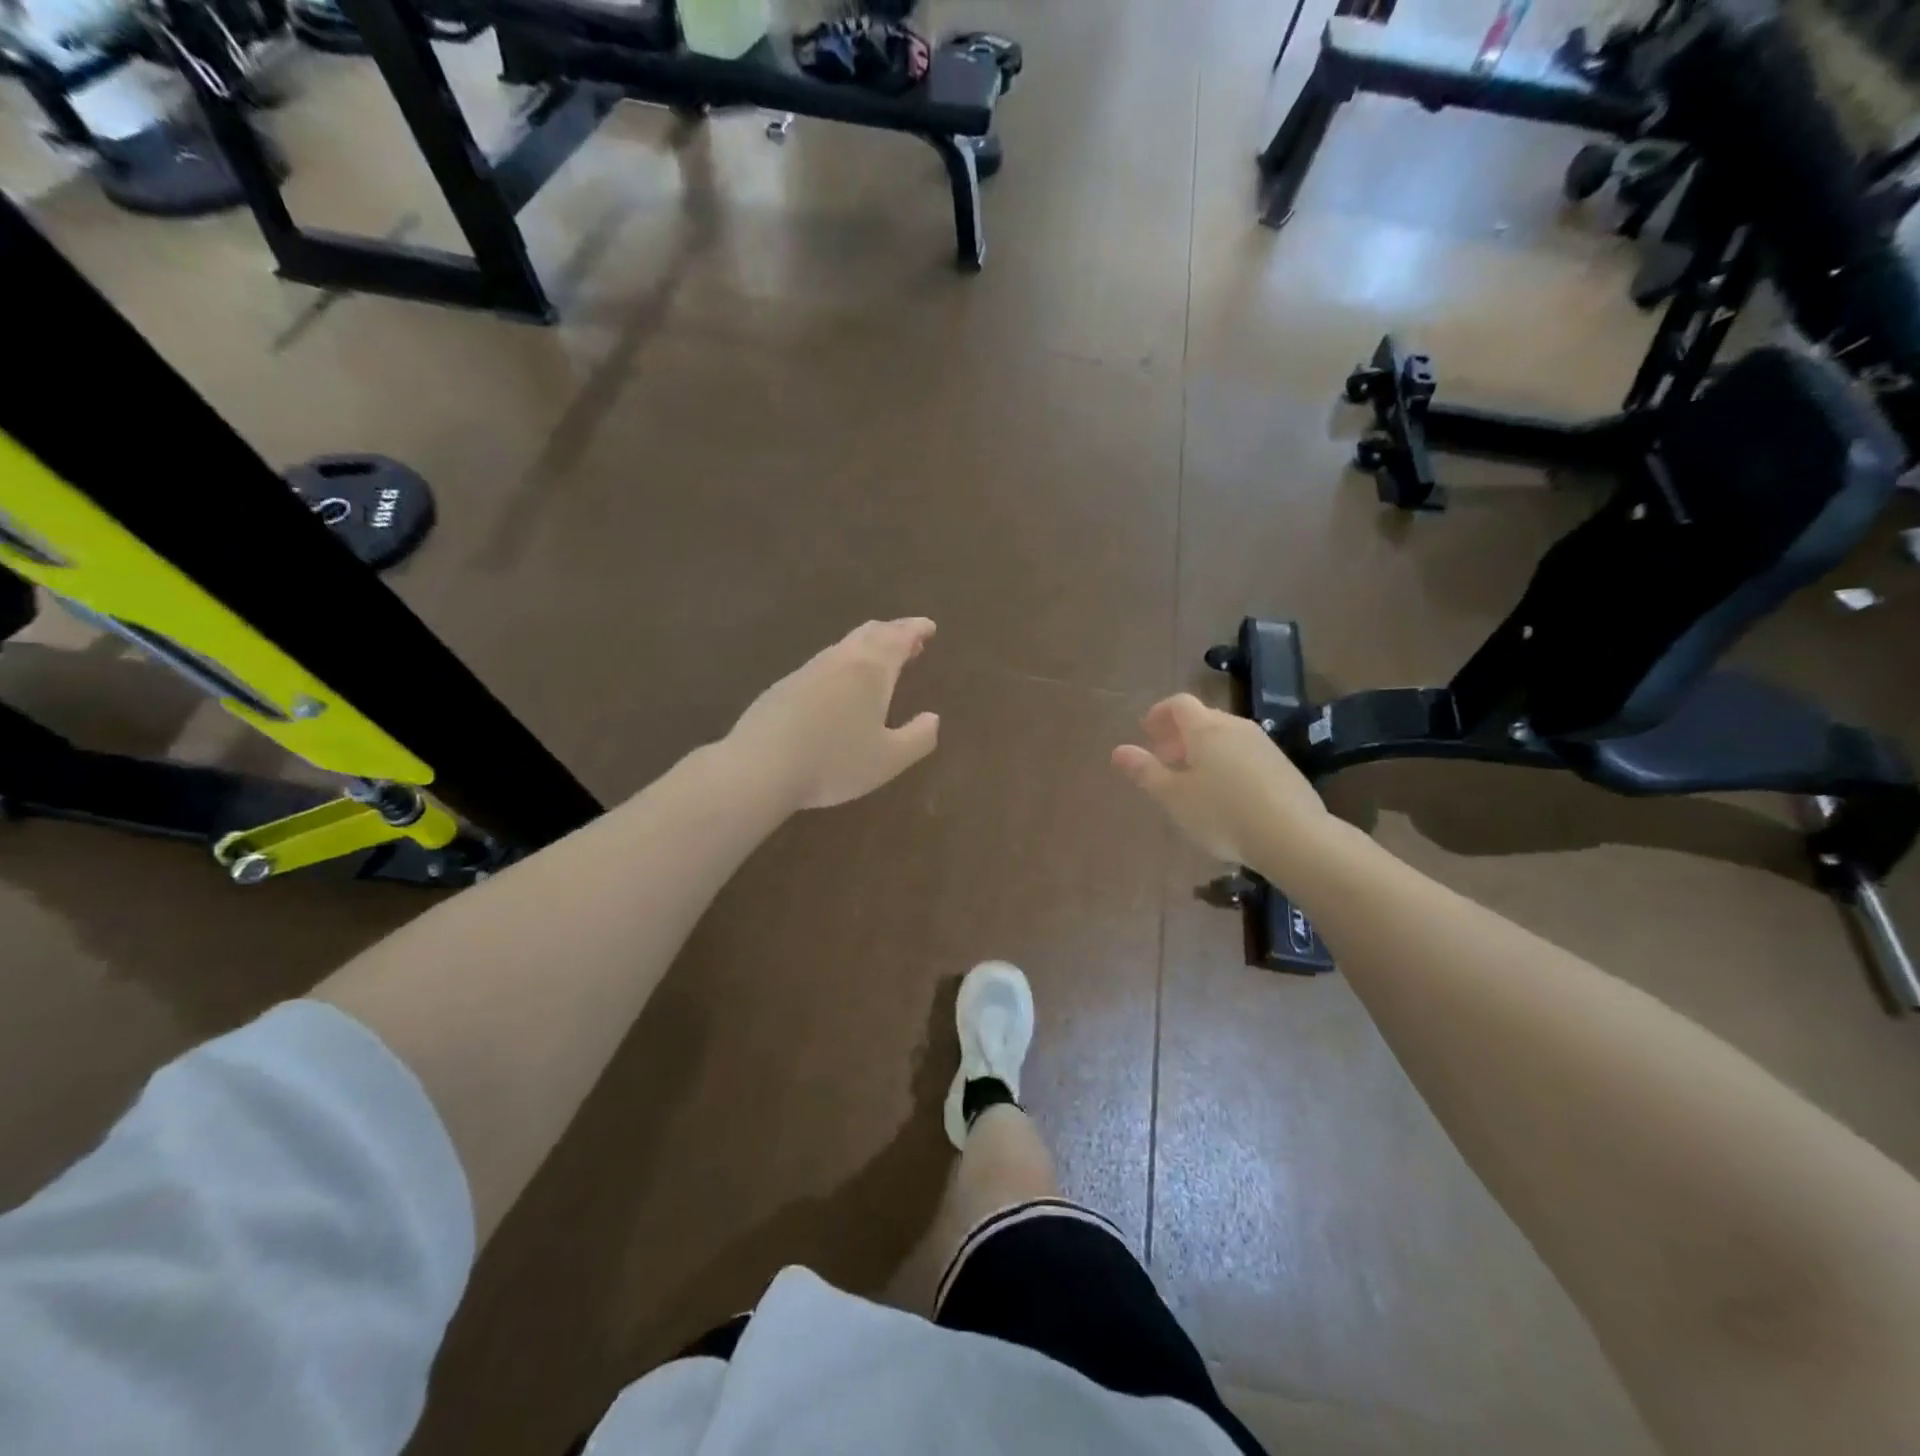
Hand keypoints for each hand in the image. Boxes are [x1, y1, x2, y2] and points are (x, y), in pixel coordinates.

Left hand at [728, 618, 939, 810]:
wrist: (760, 767)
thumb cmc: (835, 762)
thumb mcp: (889, 759)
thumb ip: (918, 738)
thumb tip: (933, 718)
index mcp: (871, 670)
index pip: (899, 638)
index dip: (916, 630)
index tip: (929, 627)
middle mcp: (840, 660)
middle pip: (870, 634)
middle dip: (893, 632)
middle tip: (908, 639)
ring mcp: (807, 671)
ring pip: (844, 647)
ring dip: (867, 647)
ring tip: (878, 661)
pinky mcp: (782, 687)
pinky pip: (823, 665)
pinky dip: (842, 665)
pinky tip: (838, 687)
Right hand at [1112, 694, 1326, 865]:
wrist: (1293, 836)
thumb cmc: (1221, 813)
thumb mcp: (1173, 797)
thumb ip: (1145, 771)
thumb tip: (1118, 750)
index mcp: (1206, 729)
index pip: (1179, 703)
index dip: (1160, 713)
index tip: (1146, 732)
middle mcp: (1236, 728)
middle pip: (1204, 719)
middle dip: (1179, 735)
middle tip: (1164, 758)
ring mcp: (1264, 746)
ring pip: (1226, 738)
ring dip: (1203, 750)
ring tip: (1192, 780)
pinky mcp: (1283, 767)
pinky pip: (1245, 754)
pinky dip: (1227, 763)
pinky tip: (1225, 796)